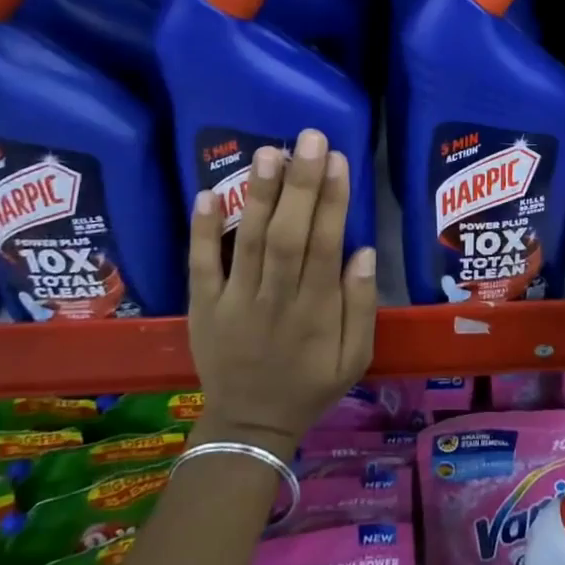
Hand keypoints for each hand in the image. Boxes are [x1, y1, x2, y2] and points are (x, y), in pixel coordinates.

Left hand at [187, 129, 376, 454]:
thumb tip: (364, 251)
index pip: (325, 246)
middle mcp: (276, 300)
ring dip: (259, 195)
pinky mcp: (203, 306)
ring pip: (248, 242)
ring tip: (268, 151)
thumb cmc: (310, 386)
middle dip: (301, 184)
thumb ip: (362, 306)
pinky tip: (206, 193)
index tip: (339, 161)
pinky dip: (202, 231)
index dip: (332, 202)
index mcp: (316, 312)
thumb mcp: (355, 358)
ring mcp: (234, 302)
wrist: (249, 426)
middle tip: (309, 138)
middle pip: (288, 235)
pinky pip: (200, 265)